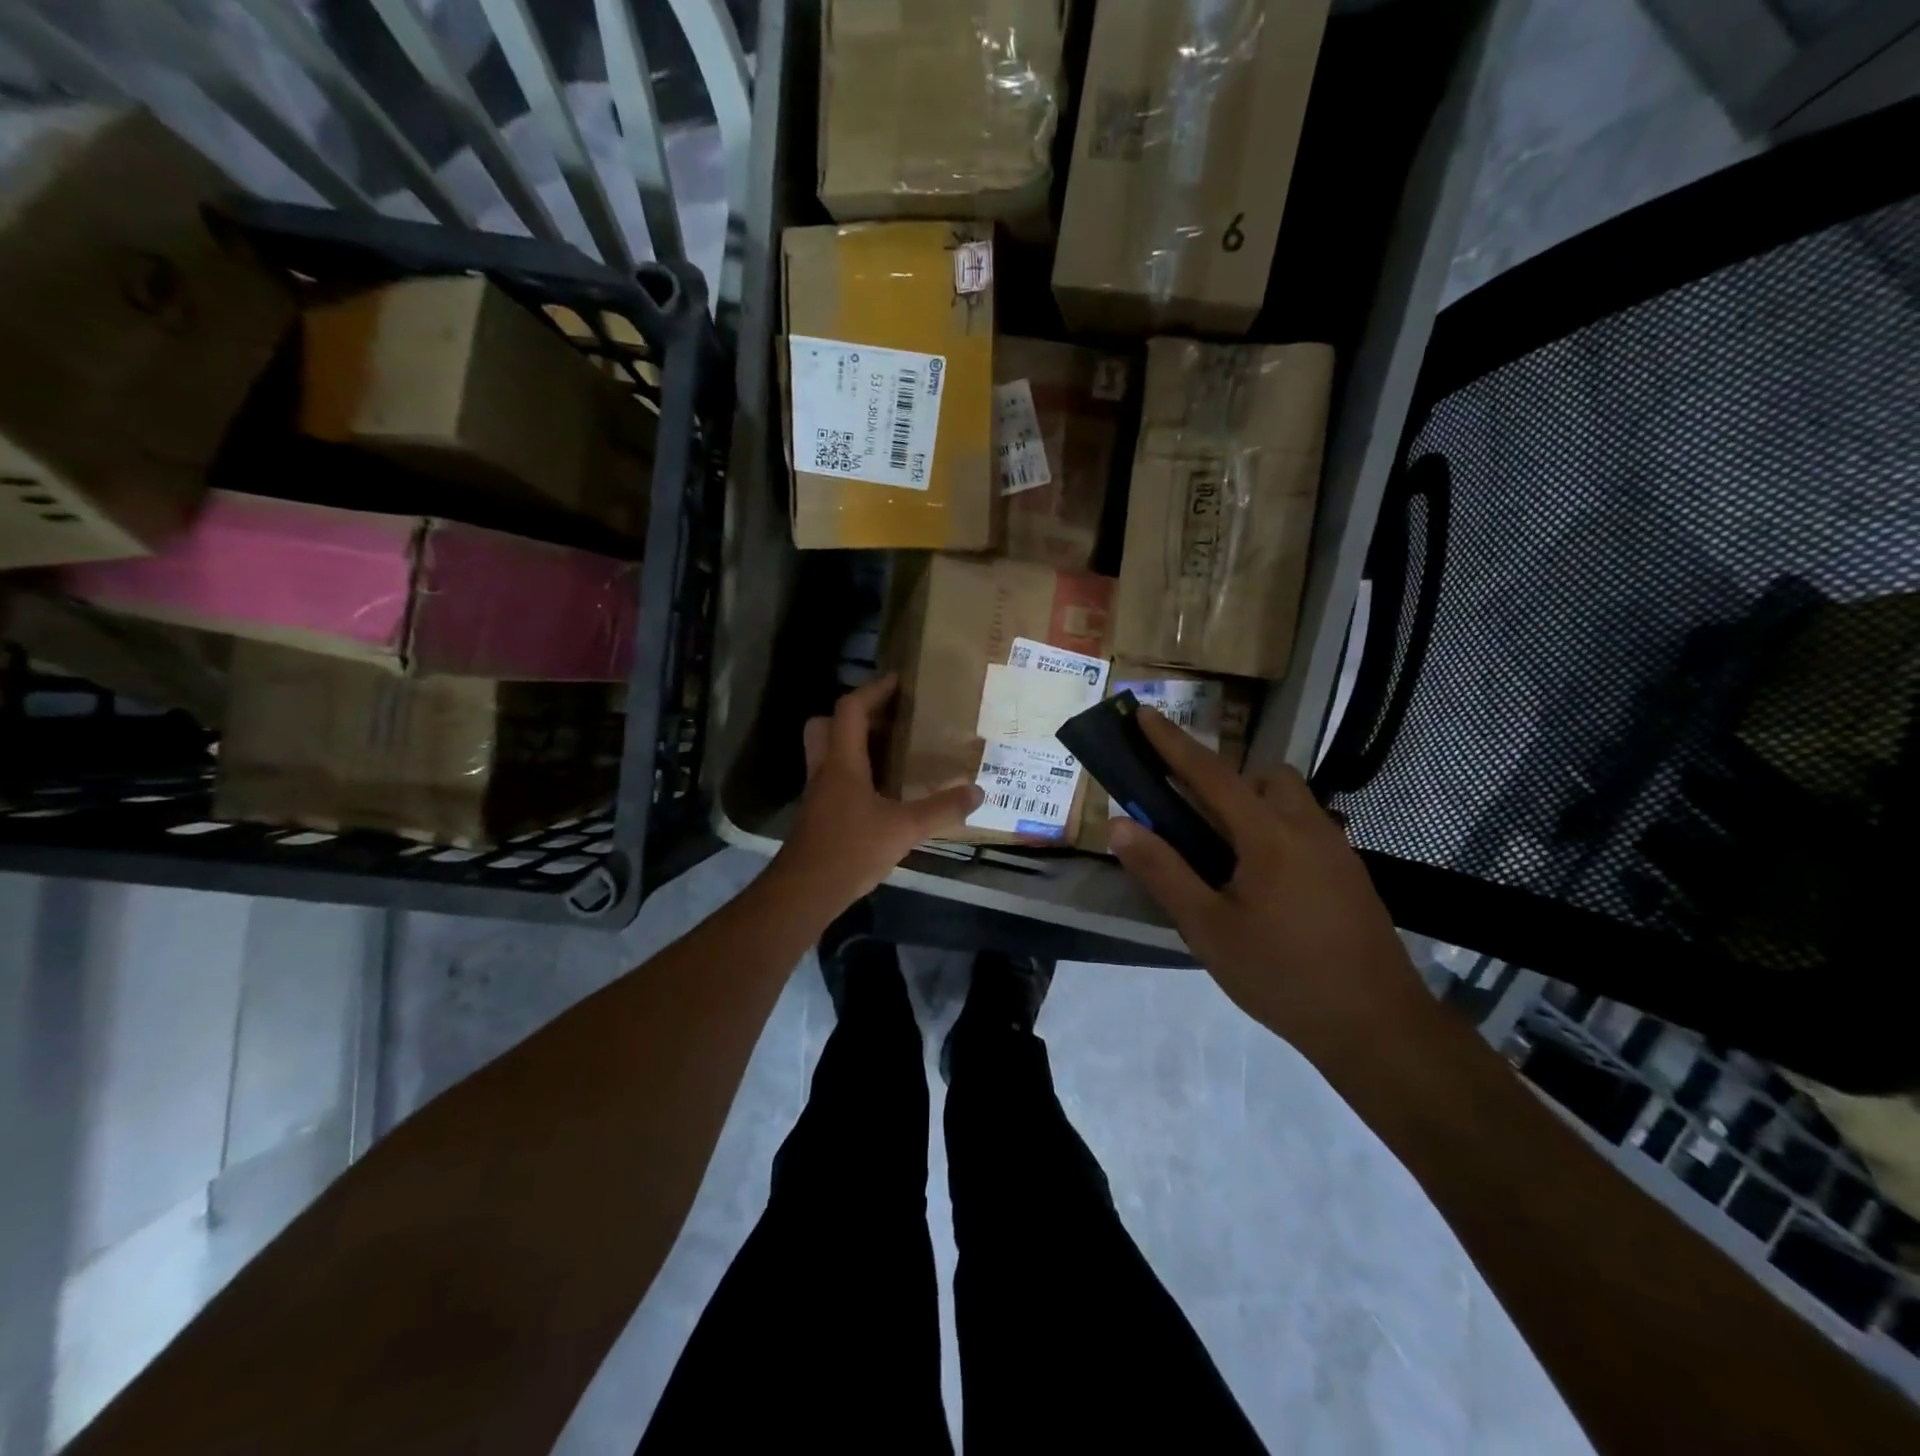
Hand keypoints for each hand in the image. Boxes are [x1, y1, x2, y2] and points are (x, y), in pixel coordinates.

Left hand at [773, 674, 981, 909]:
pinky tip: (879, 791)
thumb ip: (941, 809)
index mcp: (843, 762)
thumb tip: (978, 791)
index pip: (850, 710)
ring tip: (888, 750)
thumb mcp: (904, 829)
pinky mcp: (817, 815)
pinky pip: (832, 778)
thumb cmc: (851, 849)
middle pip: (825, 725)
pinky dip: (852, 772)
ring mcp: (817, 794)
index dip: (872, 691)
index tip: (897, 682)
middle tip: (886, 718)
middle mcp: (825, 771)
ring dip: (851, 743)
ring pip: (826, 752)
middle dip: (852, 715)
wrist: (804, 892)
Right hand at [1108, 709, 1430, 1071]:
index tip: (1146, 713)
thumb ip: (1163, 872)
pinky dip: (1276, 831)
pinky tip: (1266, 885)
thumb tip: (1121, 825)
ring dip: (1254, 806)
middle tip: (1197, 822)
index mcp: (1268, 835)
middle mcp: (1307, 828)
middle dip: (1226, 781)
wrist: (1378, 1026)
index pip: (1211, 774)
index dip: (1173, 742)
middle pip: (1264, 777)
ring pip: (1291, 800)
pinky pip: (1307, 828)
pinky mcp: (1351, 874)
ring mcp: (1337, 849)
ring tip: (1229, 857)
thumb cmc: (1282, 976)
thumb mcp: (1208, 929)